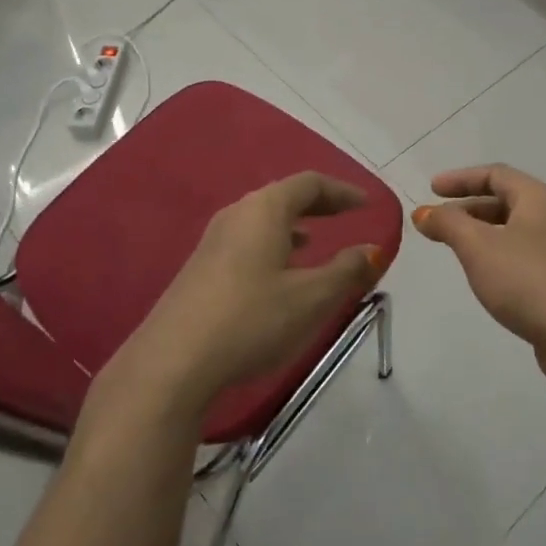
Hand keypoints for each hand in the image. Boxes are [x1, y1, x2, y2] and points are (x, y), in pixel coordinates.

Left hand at [113, 172, 385, 419]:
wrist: (173, 363)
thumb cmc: (252, 320)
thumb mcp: (311, 298)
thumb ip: (347, 270)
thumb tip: (372, 249)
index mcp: (264, 210)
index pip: (309, 183)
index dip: (342, 191)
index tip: (366, 205)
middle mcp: (236, 215)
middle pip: (283, 196)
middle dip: (317, 204)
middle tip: (345, 215)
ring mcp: (213, 241)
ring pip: (262, 219)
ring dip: (293, 224)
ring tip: (315, 241)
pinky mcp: (201, 268)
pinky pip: (246, 240)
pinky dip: (272, 243)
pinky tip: (278, 273)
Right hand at [413, 164, 545, 390]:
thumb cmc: (528, 280)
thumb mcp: (479, 246)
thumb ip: (448, 224)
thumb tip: (424, 213)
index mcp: (537, 199)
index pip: (496, 174)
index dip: (461, 178)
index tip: (431, 189)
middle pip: (505, 201)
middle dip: (468, 207)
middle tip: (437, 222)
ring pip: (512, 231)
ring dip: (480, 233)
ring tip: (454, 248)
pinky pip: (520, 257)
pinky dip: (495, 256)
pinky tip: (483, 276)